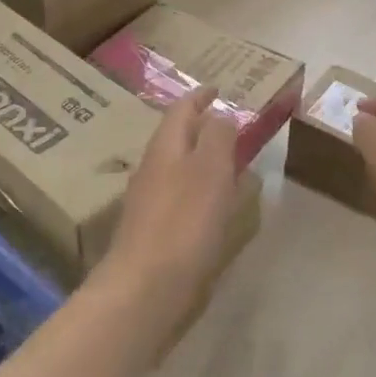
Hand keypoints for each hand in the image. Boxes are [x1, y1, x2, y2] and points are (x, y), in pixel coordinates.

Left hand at [100, 86, 240, 301]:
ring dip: (201, 158)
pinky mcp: (154, 230)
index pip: (181, 109)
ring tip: (229, 162)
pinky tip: (214, 205)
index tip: (218, 89)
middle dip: (201, 127)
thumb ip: (218, 136)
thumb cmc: (183, 221)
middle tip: (230, 125)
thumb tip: (220, 114)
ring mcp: (150, 200)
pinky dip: (199, 190)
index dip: (200, 97)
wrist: (146, 287)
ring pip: (178, 167)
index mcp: (165, 147)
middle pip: (177, 137)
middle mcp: (153, 168)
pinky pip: (180, 196)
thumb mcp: (210, 169)